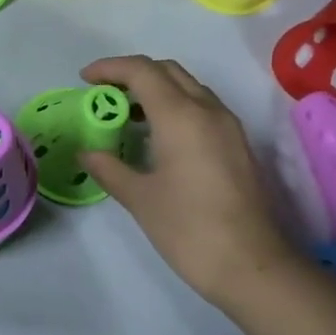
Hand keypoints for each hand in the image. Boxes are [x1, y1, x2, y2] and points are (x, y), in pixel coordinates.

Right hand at [77, 55, 295, 305]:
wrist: (251, 265)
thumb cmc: (188, 229)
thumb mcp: (139, 198)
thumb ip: (109, 168)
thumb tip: (87, 152)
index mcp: (181, 116)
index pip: (142, 71)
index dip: (110, 68)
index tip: (84, 80)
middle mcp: (208, 111)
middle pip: (168, 71)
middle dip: (132, 74)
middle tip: (103, 95)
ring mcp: (228, 127)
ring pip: (188, 87)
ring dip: (155, 89)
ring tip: (126, 115)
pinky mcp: (237, 145)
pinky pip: (201, 108)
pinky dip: (174, 107)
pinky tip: (156, 137)